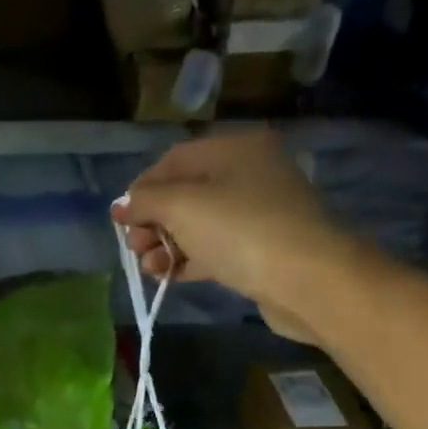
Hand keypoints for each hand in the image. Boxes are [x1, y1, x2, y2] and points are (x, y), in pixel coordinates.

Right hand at [112, 132, 352, 340]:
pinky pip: (213, 249)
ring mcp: (257, 214)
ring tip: (149, 267)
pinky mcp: (260, 250)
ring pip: (197, 225)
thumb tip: (120, 206)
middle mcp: (248, 174)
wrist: (307, 279)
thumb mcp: (182, 206)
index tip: (120, 219)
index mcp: (235, 149)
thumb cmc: (240, 230)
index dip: (141, 188)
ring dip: (166, 245)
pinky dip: (187, 260)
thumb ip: (145, 202)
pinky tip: (167, 276)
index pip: (174, 161)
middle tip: (133, 247)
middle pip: (185, 193)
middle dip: (152, 221)